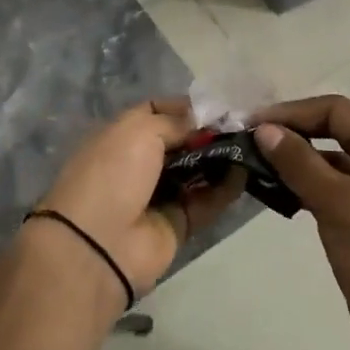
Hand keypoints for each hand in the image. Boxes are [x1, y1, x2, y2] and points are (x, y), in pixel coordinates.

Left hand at [36, 98, 244, 295]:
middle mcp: (140, 163)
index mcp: (122, 136)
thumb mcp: (140, 130)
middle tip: (243, 125)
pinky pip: (206, 201)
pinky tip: (245, 173)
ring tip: (250, 145)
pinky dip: (225, 189)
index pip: (157, 112)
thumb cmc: (114, 173)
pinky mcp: (177, 223)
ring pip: (197, 171)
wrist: (99, 243)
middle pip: (181, 142)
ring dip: (221, 159)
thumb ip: (176, 122)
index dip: (186, 108)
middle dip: (209, 133)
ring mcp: (159, 195)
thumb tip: (203, 123)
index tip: (218, 106)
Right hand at [256, 95, 349, 349]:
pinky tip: (276, 197)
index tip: (252, 124)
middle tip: (247, 144)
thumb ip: (301, 164)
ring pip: (328, 165)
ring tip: (253, 169)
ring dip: (294, 163)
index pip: (337, 112)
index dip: (293, 113)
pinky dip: (302, 189)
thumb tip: (264, 129)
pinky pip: (328, 193)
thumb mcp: (340, 205)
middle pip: (332, 134)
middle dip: (291, 135)